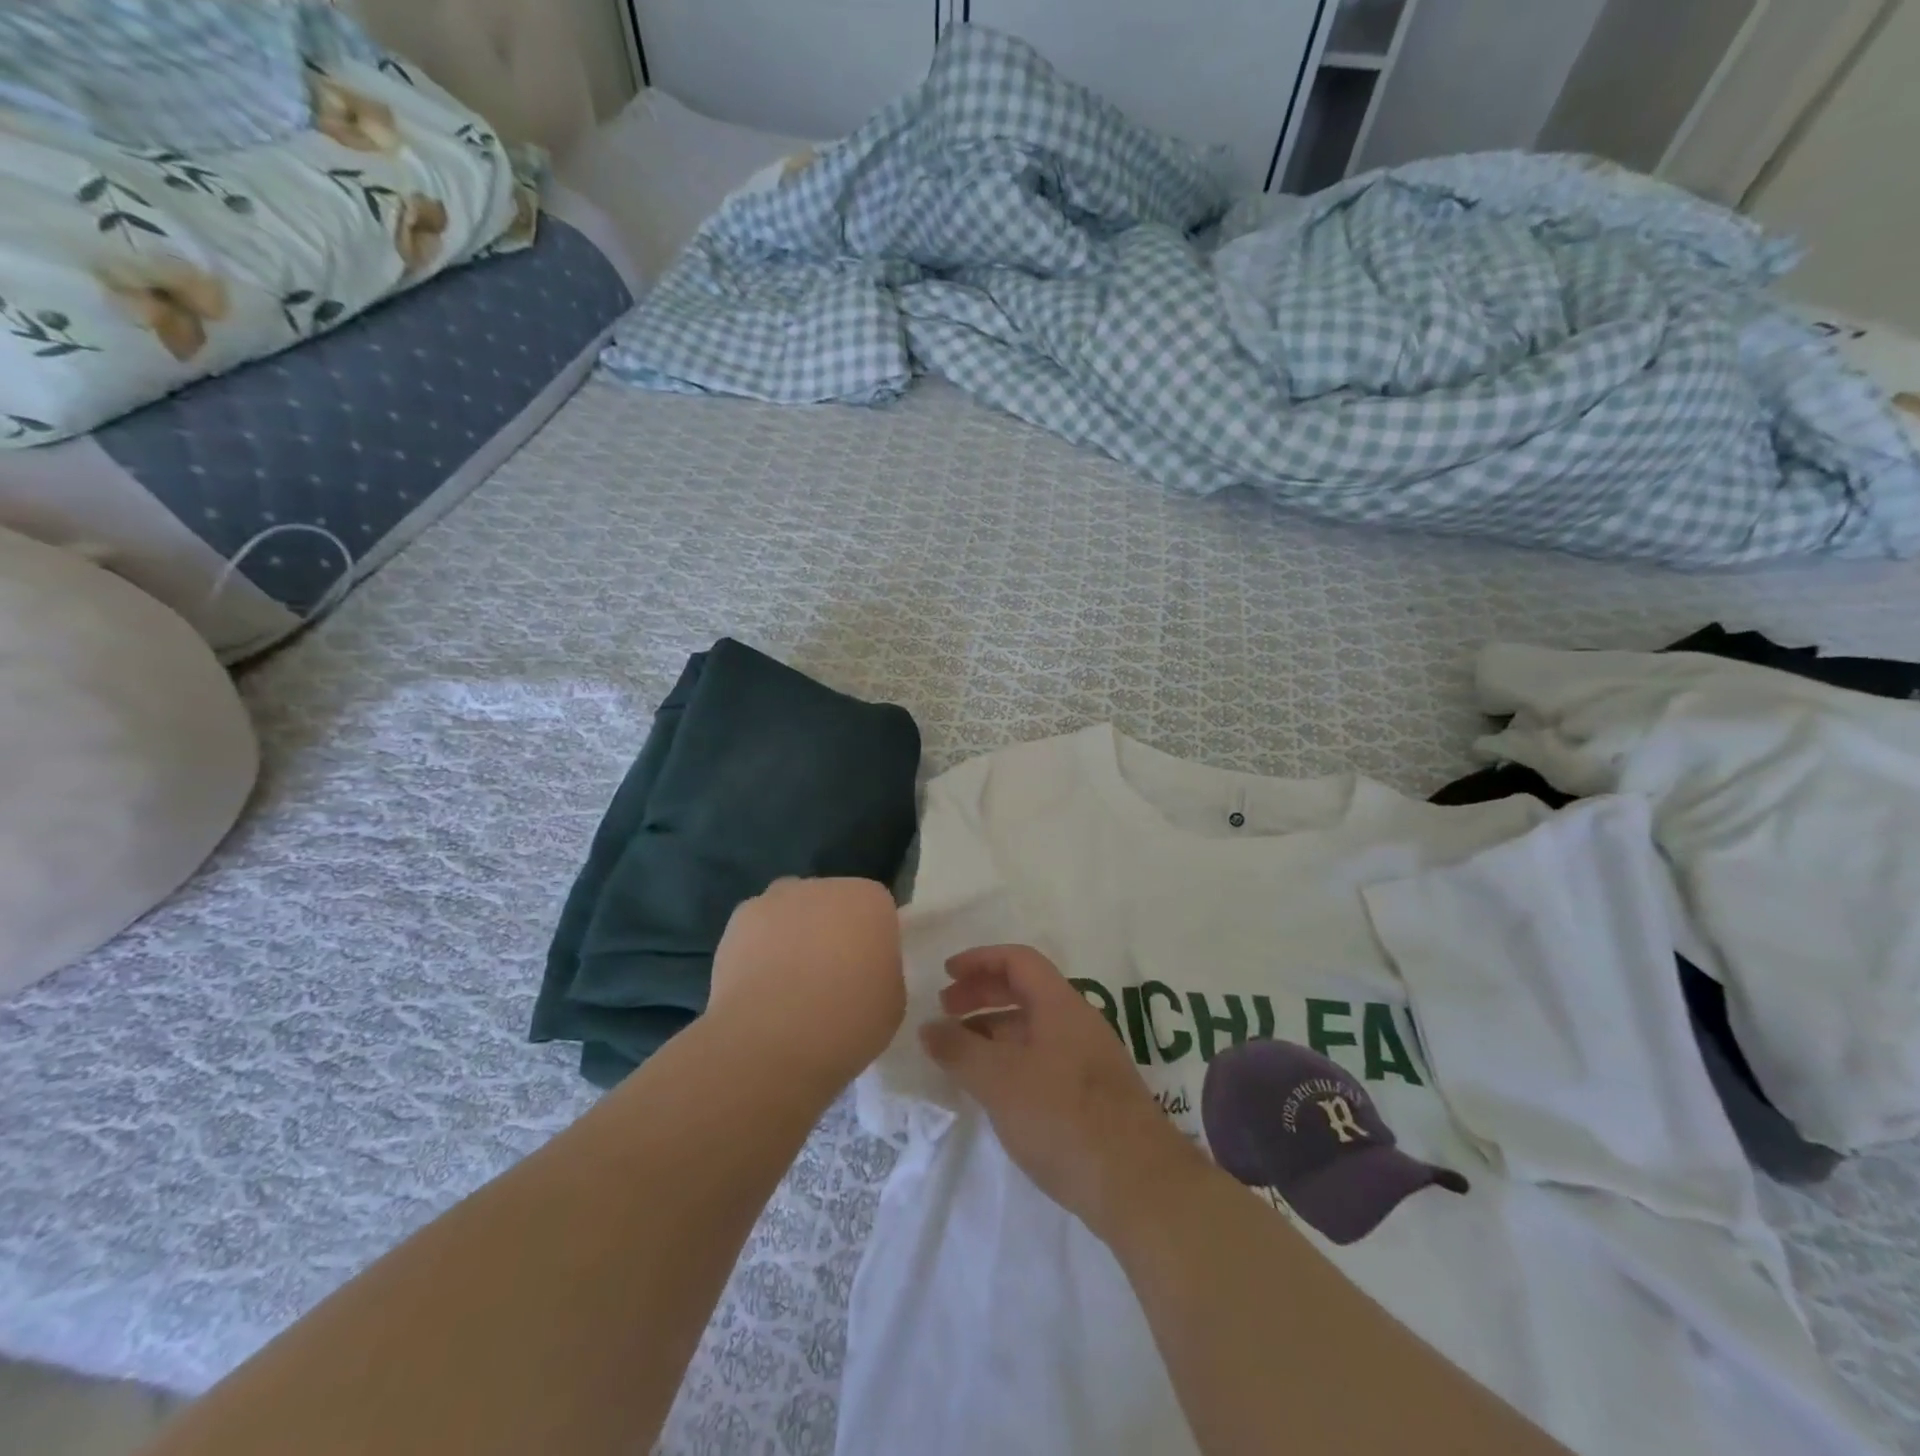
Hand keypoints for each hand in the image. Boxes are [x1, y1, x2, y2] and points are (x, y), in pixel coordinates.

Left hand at [709, 878, 905, 1087]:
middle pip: (833, 903)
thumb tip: (864, 971)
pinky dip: (759, 949)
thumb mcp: (892, 1003)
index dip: (873, 941)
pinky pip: (758, 930)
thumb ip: (883, 972)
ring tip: (788, 986)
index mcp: (870, 900)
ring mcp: (777, 899)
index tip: (868, 974)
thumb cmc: (846, 1021)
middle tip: (830, 980)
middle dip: (832, 932)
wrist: (769, 1040)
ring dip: (793, 935)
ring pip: (792, 911)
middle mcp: (824, 886)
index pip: (877, 910)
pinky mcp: (738, 920)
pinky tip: (759, 987)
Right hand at [921, 945, 1205, 1237]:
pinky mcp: (1093, 1094)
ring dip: (995, 1029)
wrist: (1136, 1183)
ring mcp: (1089, 1058)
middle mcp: (1078, 1022)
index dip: (980, 960)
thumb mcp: (999, 1080)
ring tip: (961, 1052)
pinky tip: (996, 1088)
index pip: (1018, 960)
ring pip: (1034, 1026)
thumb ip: (959, 1050)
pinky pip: (1044, 1056)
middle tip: (946, 1010)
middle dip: (983, 993)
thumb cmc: (1062, 1117)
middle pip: (1026, 990)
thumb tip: (928, 1027)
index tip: (946, 973)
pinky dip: (1012, 1057)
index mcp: (1060, 1004)